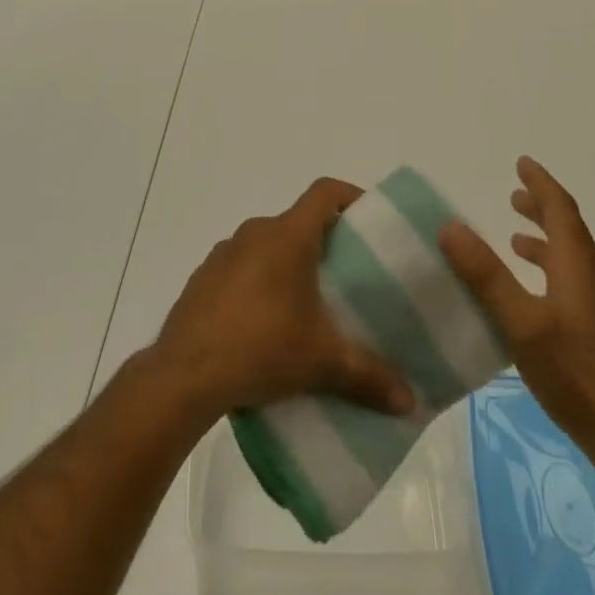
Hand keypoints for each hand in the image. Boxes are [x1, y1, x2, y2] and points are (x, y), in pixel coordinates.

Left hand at [151, 178, 414, 420]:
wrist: (184, 374)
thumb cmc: (261, 348)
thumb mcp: (321, 362)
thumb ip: (368, 376)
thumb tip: (410, 402)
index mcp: (287, 236)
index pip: (325, 192)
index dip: (350, 196)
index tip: (369, 219)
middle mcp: (255, 232)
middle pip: (297, 221)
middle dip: (322, 242)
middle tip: (345, 274)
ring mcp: (224, 253)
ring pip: (266, 245)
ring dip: (286, 264)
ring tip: (306, 305)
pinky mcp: (202, 279)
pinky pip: (240, 268)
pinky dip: (256, 283)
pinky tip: (263, 324)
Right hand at [439, 157, 594, 450]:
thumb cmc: (577, 374)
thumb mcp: (522, 323)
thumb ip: (486, 275)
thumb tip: (450, 226)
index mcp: (576, 265)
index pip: (561, 209)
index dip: (541, 184)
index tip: (522, 163)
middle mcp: (590, 277)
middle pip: (567, 229)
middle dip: (541, 207)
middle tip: (514, 194)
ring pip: (568, 257)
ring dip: (543, 238)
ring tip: (514, 237)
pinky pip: (567, 282)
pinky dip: (546, 269)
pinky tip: (528, 295)